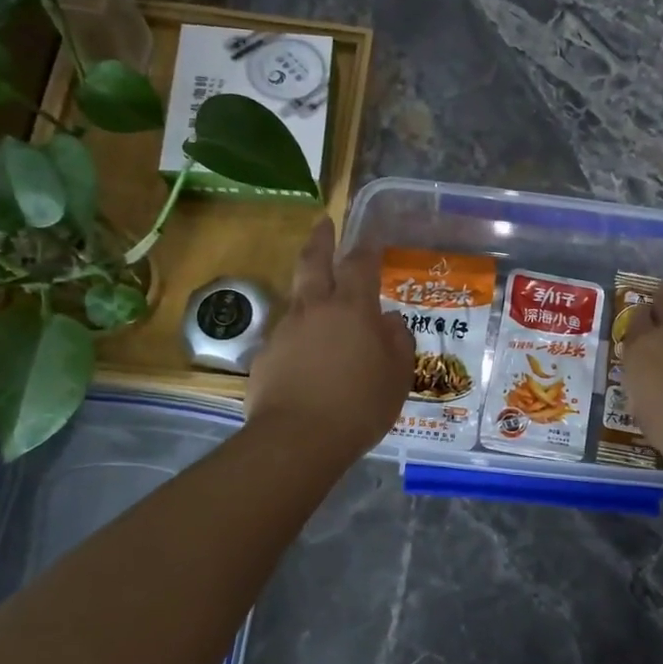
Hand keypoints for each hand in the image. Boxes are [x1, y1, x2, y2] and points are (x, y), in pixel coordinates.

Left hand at [246, 218, 412, 461]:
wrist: (298, 439)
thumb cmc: (360, 405)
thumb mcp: (397, 376)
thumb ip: (397, 342)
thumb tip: (388, 322)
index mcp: (352, 309)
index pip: (359, 264)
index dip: (367, 247)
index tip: (371, 238)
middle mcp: (315, 309)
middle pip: (313, 262)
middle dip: (321, 239)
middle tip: (324, 224)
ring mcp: (284, 331)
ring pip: (297, 299)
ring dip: (309, 292)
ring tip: (321, 304)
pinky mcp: (265, 356)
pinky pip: (286, 336)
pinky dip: (299, 336)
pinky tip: (307, 358)